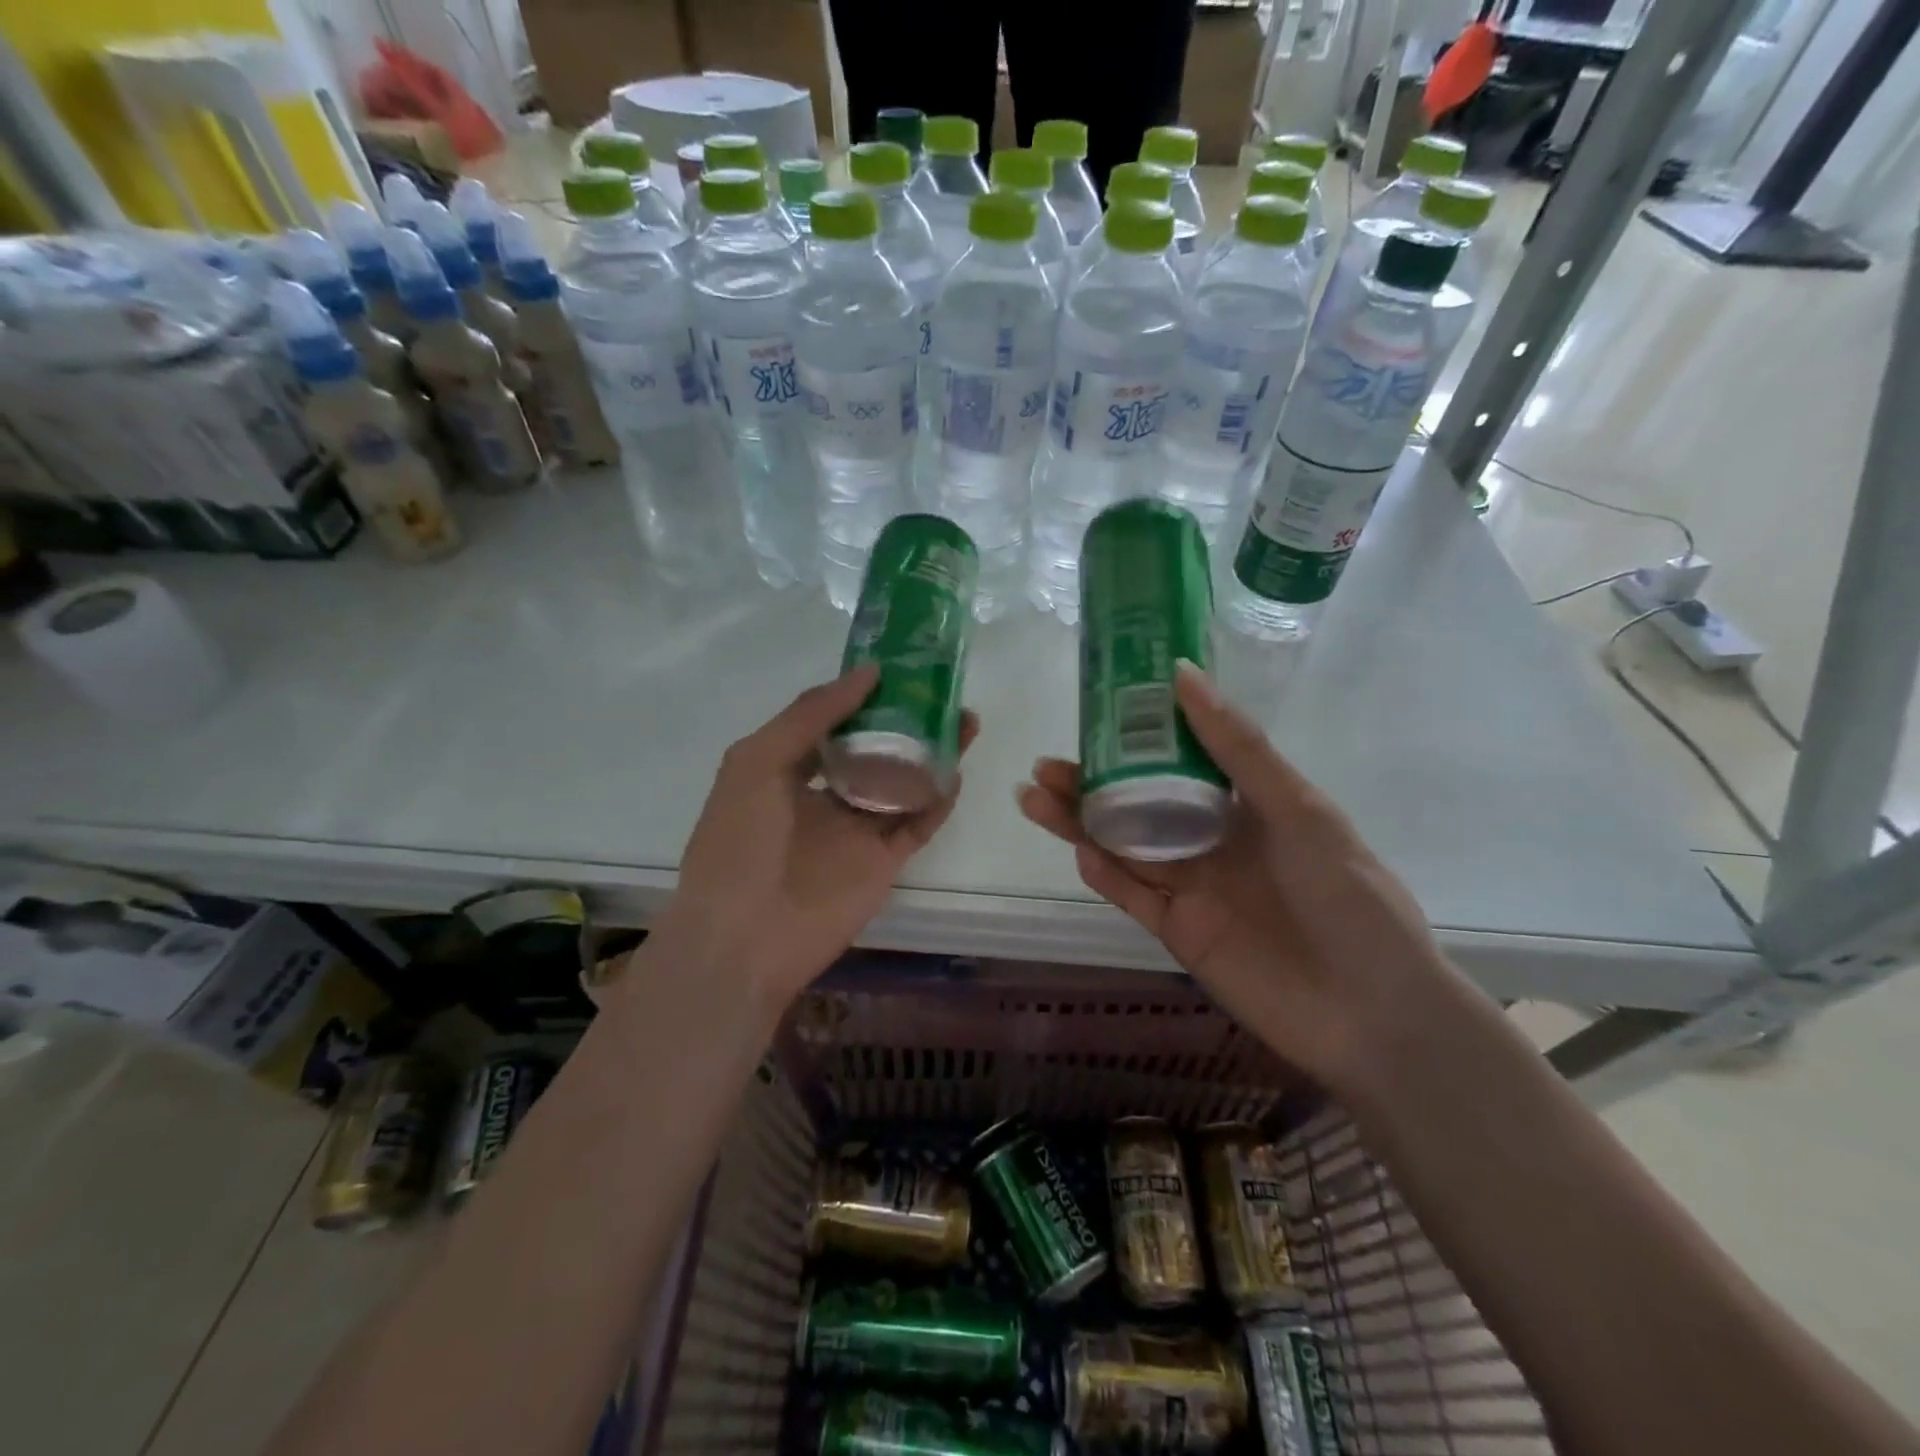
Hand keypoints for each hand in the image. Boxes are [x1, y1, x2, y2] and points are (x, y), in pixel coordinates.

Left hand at [649, 664, 976, 1007]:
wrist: (744, 939)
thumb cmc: (739, 842)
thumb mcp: (758, 761)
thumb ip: (810, 714)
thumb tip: (867, 673)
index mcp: (787, 769)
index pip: (833, 722)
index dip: (863, 695)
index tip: (899, 666)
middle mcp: (825, 795)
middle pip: (875, 748)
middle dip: (907, 720)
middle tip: (942, 691)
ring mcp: (856, 830)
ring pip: (903, 782)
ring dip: (932, 753)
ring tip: (965, 720)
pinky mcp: (883, 862)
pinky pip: (917, 824)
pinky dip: (938, 801)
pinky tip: (956, 771)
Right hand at [1017, 662, 1450, 1094]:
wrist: (1371, 1011)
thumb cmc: (1347, 896)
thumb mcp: (1298, 809)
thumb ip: (1238, 748)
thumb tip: (1183, 674)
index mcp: (1245, 804)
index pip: (1178, 760)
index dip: (1136, 738)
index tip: (1094, 713)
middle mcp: (1212, 840)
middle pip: (1138, 803)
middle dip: (1090, 783)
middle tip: (1044, 765)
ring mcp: (1193, 887)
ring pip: (1125, 846)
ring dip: (1081, 823)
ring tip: (1032, 797)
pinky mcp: (1179, 931)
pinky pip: (1134, 896)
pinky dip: (1106, 874)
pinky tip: (1079, 851)